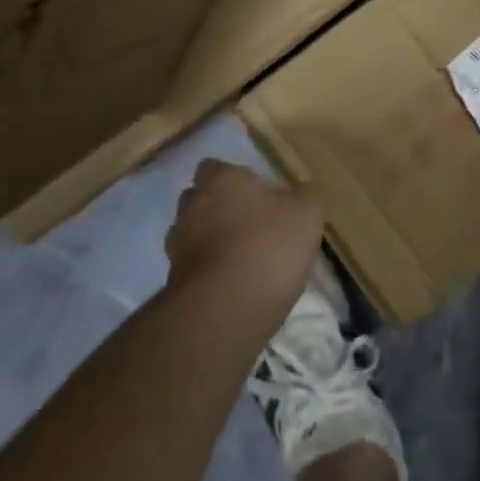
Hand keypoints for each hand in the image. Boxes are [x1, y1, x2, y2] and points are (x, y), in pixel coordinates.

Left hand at [166, 161, 323, 322]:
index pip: (215, 167)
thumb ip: (306, 196)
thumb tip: (303, 192)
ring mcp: (177, 246)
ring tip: (241, 258)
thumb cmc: (267, 247)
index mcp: (221, 181)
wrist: (224, 313)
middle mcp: (192, 206)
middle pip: (200, 198)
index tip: (256, 193)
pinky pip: (192, 268)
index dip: (234, 179)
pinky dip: (208, 272)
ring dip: (211, 241)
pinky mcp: (173, 283)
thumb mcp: (306, 214)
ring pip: (193, 234)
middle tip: (250, 223)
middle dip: (219, 208)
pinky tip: (232, 286)